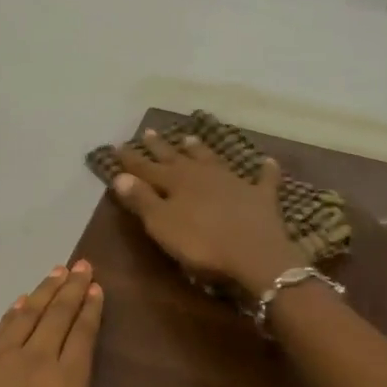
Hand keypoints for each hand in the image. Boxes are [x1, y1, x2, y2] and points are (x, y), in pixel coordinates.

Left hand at [0, 261, 218, 386]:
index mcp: (62, 382)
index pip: (81, 333)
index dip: (91, 308)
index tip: (97, 282)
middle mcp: (30, 361)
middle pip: (54, 315)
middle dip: (69, 288)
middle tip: (81, 262)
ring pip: (25, 316)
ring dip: (42, 292)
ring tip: (54, 271)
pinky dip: (12, 313)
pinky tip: (15, 308)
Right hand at [110, 129, 306, 297]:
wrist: (255, 254)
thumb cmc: (201, 242)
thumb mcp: (162, 224)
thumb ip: (141, 200)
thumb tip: (120, 176)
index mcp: (176, 182)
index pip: (147, 168)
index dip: (132, 160)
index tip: (118, 147)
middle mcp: (202, 175)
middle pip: (177, 158)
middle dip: (161, 147)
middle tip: (149, 132)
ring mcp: (234, 182)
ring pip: (212, 160)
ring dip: (200, 150)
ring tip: (189, 138)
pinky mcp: (261, 197)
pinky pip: (263, 179)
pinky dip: (266, 171)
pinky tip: (268, 162)